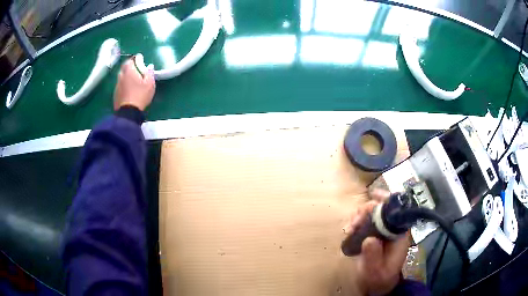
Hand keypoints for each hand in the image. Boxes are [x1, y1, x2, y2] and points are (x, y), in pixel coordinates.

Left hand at [114, 54, 155, 110]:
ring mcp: (117, 86)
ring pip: (121, 78)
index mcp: (129, 71)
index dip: (134, 60)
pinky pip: (120, 86)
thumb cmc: (140, 95)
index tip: (140, 61)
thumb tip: (150, 66)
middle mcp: (121, 76)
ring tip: (132, 81)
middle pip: (124, 68)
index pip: (129, 60)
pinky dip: (124, 85)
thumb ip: (150, 73)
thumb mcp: (150, 83)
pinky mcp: (115, 95)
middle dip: (129, 68)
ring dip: (126, 77)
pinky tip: (128, 90)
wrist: (128, 112)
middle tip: (136, 71)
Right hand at [344, 190, 409, 295]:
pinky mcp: (372, 235)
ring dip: (359, 216)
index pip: (396, 210)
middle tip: (353, 223)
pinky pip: (364, 222)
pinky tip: (349, 230)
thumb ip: (374, 257)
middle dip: (366, 210)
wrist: (378, 285)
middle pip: (381, 209)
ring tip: (350, 228)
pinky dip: (355, 222)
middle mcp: (391, 229)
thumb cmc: (380, 278)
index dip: (386, 200)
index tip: (373, 195)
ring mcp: (381, 231)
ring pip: (371, 214)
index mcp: (399, 234)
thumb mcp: (376, 271)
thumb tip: (369, 239)